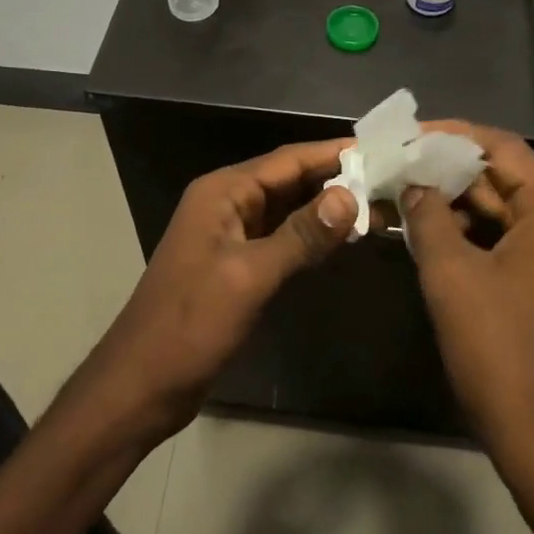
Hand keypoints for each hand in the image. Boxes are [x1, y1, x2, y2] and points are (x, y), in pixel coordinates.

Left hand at [79, 141, 357, 442]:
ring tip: (380, 205)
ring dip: (328, 208)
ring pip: (288, 209)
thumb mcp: (249, 277)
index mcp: (223, 193)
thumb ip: (300, 236)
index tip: (382, 149)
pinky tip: (345, 239)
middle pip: (290, 180)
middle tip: (391, 179)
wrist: (142, 384)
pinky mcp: (238, 263)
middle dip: (337, 179)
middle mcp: (227, 203)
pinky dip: (312, 235)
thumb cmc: (190, 325)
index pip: (288, 160)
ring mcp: (232, 234)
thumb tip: (350, 196)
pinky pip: (282, 237)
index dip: (334, 153)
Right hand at [400, 123, 533, 486]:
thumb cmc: (500, 351)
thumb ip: (429, 217)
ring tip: (408, 194)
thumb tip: (413, 185)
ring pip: (508, 210)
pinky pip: (513, 240)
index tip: (408, 136)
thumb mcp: (452, 276)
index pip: (502, 148)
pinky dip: (475, 232)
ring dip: (460, 201)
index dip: (451, 136)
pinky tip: (434, 232)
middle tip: (400, 165)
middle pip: (506, 176)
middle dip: (450, 169)